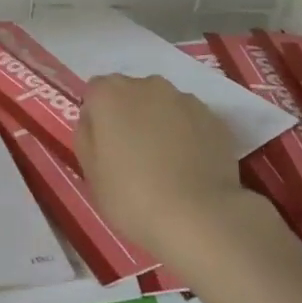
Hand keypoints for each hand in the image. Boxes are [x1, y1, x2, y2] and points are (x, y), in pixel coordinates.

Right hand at [76, 74, 249, 257]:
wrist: (198, 216)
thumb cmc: (131, 196)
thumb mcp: (90, 172)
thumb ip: (87, 136)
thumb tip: (95, 121)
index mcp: (110, 95)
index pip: (96, 92)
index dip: (97, 118)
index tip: (103, 147)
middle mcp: (148, 86)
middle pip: (131, 94)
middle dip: (129, 116)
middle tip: (132, 155)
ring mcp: (185, 100)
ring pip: (163, 105)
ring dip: (159, 123)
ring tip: (165, 163)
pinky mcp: (214, 118)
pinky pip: (190, 120)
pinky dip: (187, 134)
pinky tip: (189, 166)